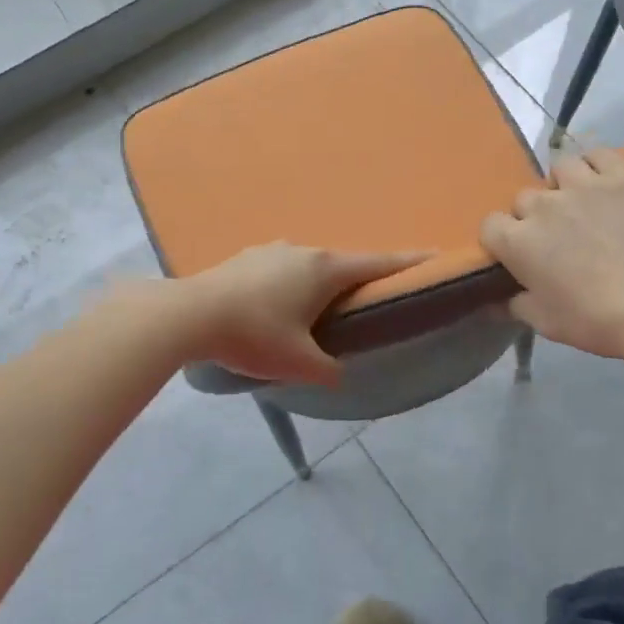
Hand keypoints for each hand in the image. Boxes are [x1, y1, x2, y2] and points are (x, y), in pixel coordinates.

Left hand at [177, 243, 426, 383]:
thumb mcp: (299, 364)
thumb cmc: (253, 336)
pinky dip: (291, 284)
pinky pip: (281, 269)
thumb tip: (339, 373)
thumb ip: (330, 371)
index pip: (378, 263)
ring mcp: (270, 250)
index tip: (436, 255)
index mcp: (325, 270)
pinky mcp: (243, 258)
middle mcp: (302, 250)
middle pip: (344, 263)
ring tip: (319, 308)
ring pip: (309, 265)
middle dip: (360, 279)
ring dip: (321, 282)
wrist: (187, 315)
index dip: (409, 263)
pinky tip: (276, 304)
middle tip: (371, 299)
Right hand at [481, 149, 623, 359]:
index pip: (490, 225)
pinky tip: (603, 183)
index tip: (517, 255)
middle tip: (555, 238)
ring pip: (559, 169)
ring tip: (578, 204)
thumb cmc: (596, 319)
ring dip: (562, 186)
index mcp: (518, 242)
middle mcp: (543, 206)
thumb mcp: (545, 323)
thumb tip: (492, 303)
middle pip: (524, 199)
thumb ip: (513, 306)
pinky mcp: (622, 176)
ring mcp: (584, 185)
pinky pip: (598, 155)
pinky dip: (595, 166)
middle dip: (533, 216)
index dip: (502, 240)